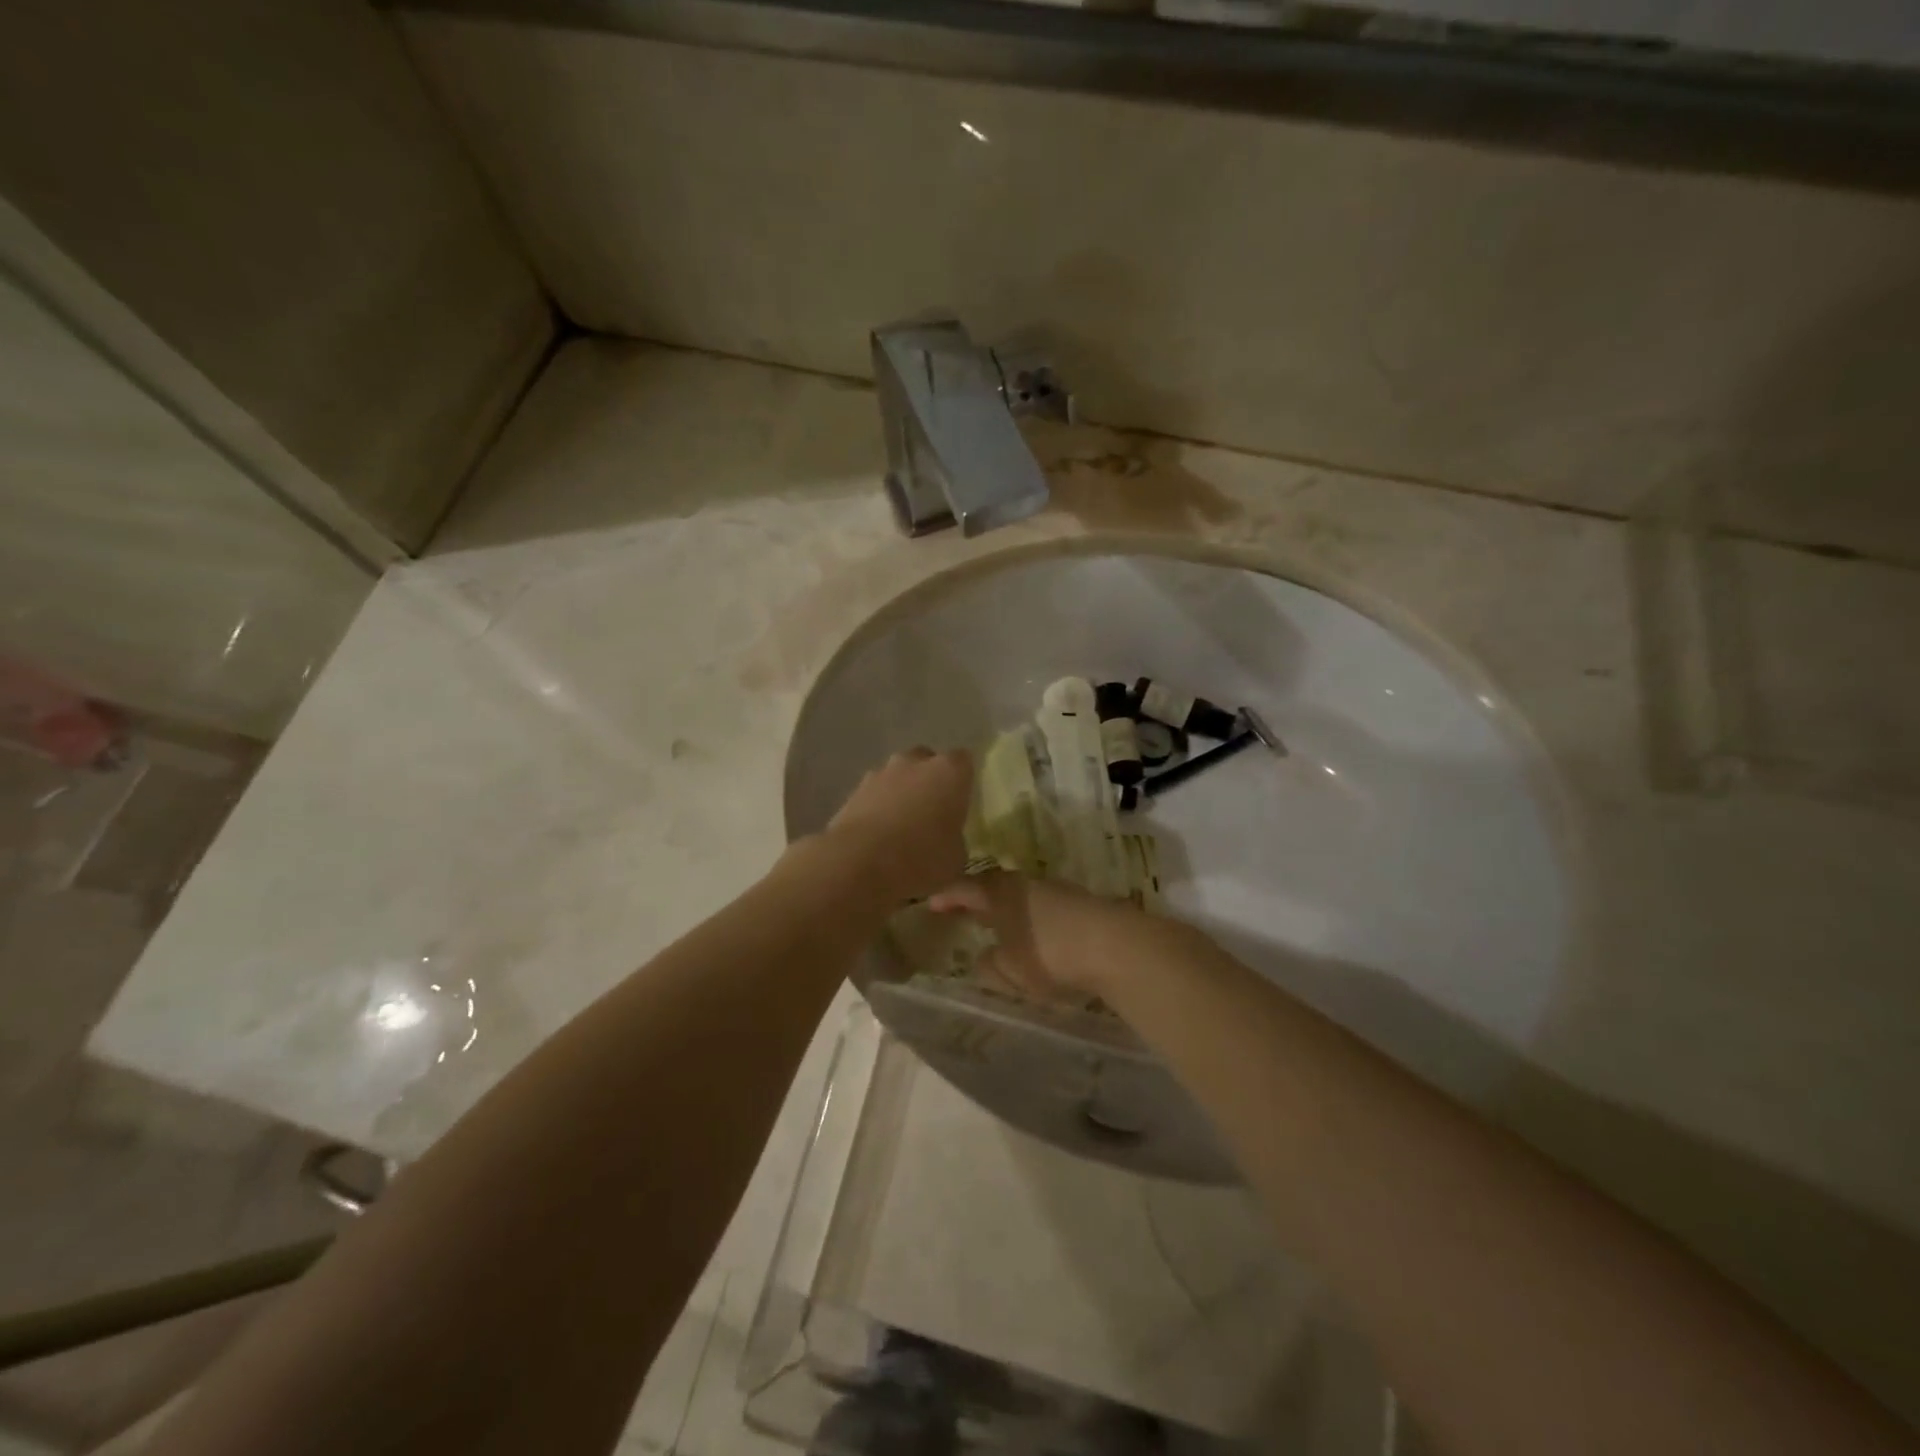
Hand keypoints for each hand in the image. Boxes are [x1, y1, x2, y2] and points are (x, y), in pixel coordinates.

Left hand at [827, 748, 973, 904]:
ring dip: (901, 794)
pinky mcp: (853, 791)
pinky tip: (877, 837)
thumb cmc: (920, 858)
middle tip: (933, 813)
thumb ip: (957, 843)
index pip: (964, 761)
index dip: (963, 780)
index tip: (962, 802)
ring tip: (902, 828)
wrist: (858, 864)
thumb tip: (950, 843)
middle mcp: (914, 762)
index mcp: (949, 772)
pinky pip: (874, 795)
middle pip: (927, 762)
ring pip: (897, 777)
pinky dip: (877, 809)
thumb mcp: (956, 862)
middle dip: (930, 782)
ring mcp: (880, 773)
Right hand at [927, 871, 1161, 1000]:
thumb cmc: (1050, 954)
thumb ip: (990, 965)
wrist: (1116, 945)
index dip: (946, 896)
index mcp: (999, 892)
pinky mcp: (1080, 901)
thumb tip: (982, 957)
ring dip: (1005, 907)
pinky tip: (1033, 932)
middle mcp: (1024, 883)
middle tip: (962, 911)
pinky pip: (1042, 904)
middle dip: (976, 899)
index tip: (931, 904)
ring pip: (1020, 893)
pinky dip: (1029, 915)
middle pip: (993, 885)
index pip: (963, 888)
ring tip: (997, 924)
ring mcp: (1055, 888)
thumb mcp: (1010, 970)